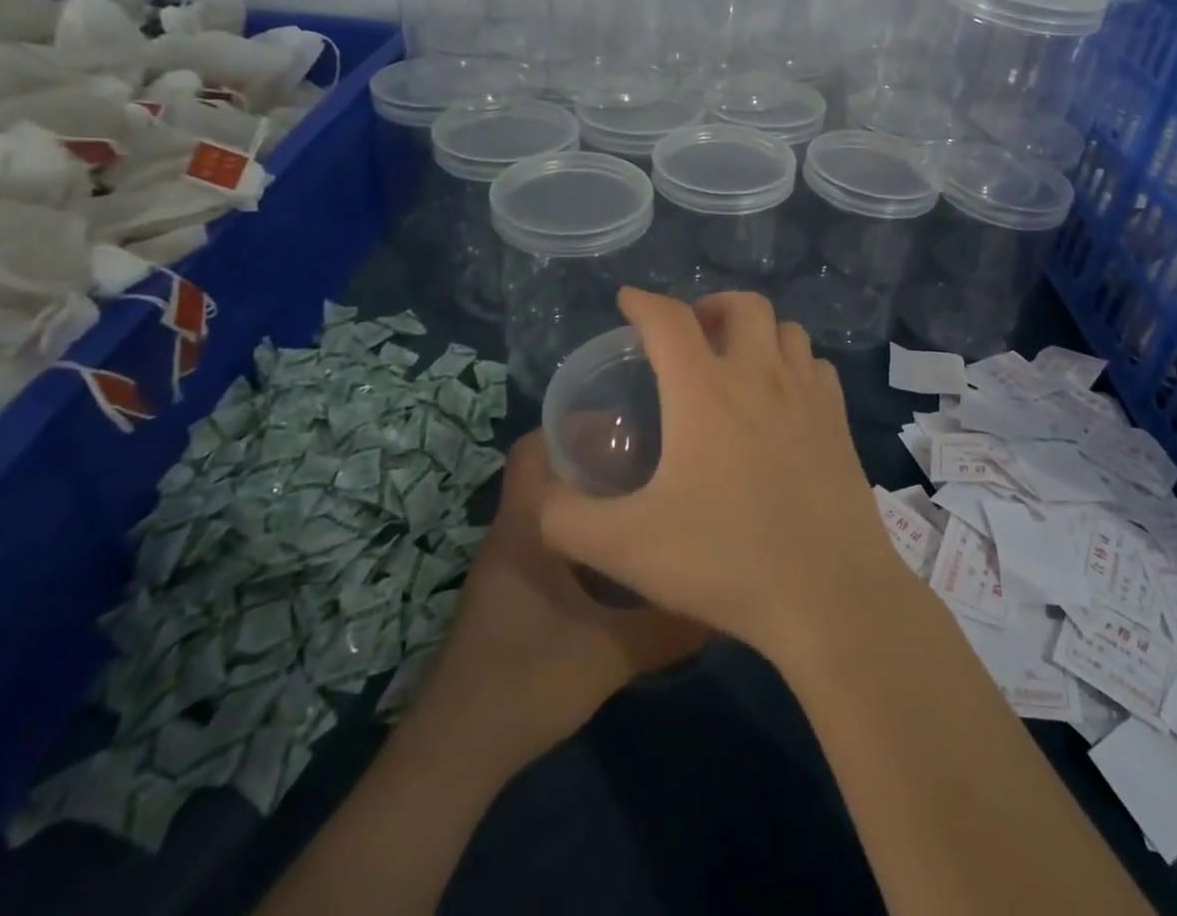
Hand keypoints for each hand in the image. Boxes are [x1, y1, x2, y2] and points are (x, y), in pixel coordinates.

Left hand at [404, 429, 710, 777]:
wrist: (454, 756)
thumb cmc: (524, 682)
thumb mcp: (608, 654)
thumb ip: (667, 626)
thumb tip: (722, 604)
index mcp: (526, 526)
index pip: (534, 448)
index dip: (573, 425)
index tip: (626, 419)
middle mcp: (513, 534)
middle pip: (549, 472)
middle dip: (596, 456)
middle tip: (652, 452)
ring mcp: (509, 565)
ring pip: (553, 508)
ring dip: (591, 496)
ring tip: (647, 491)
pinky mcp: (513, 593)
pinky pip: (551, 539)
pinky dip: (584, 532)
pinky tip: (623, 550)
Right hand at [538, 289, 908, 660]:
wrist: (828, 595)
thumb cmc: (724, 561)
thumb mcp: (624, 547)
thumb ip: (565, 518)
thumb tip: (542, 494)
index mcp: (705, 390)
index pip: (669, 319)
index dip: (643, 302)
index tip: (628, 301)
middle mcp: (760, 375)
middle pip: (742, 304)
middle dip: (710, 306)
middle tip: (691, 336)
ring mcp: (808, 394)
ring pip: (786, 329)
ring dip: (756, 332)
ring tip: (737, 362)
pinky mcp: (838, 420)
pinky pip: (816, 366)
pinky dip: (794, 364)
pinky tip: (783, 398)